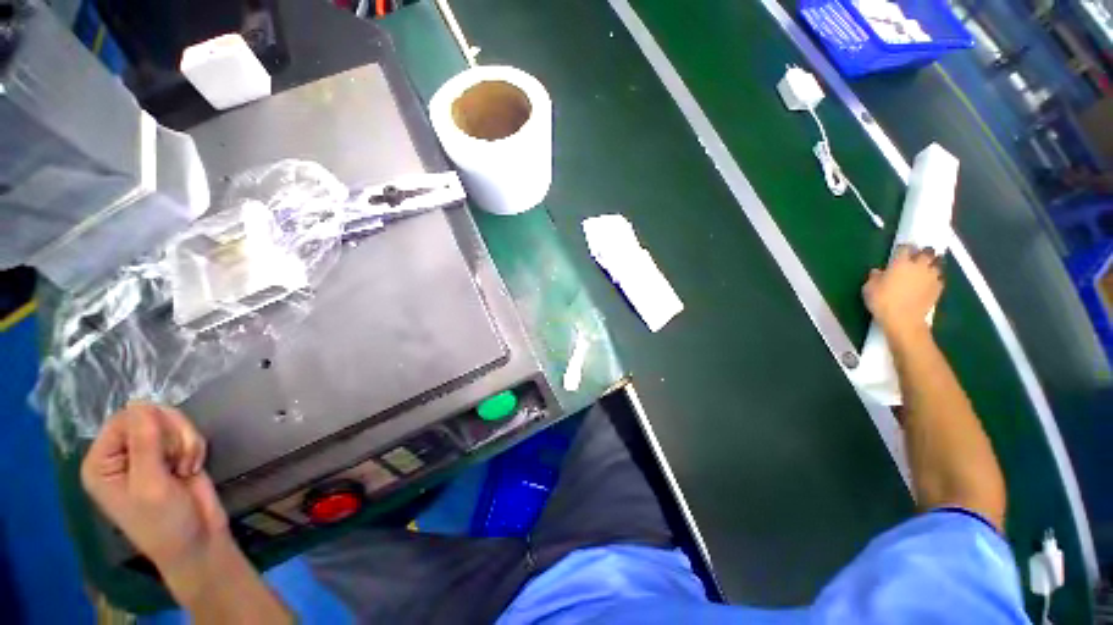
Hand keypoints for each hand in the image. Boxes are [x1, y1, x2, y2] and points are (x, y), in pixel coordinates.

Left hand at [80, 403, 227, 578]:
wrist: (197, 541)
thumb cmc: (164, 522)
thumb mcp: (151, 485)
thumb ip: (144, 444)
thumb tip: (141, 403)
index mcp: (102, 462)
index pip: (124, 419)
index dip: (151, 426)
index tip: (167, 452)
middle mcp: (120, 454)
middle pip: (149, 415)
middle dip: (173, 434)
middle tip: (179, 460)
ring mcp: (146, 455)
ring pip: (170, 421)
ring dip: (186, 440)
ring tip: (187, 466)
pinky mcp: (171, 455)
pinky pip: (185, 432)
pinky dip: (194, 445)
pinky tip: (192, 466)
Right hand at [863, 244, 943, 339]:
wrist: (904, 319)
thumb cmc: (882, 301)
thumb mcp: (869, 288)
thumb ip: (875, 277)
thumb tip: (878, 271)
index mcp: (901, 263)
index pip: (905, 247)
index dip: (903, 248)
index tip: (900, 251)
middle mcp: (919, 265)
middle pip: (927, 252)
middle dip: (923, 252)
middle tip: (917, 256)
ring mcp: (931, 277)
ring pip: (937, 264)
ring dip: (932, 264)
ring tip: (926, 268)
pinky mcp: (938, 288)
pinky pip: (939, 278)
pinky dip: (935, 278)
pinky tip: (929, 283)